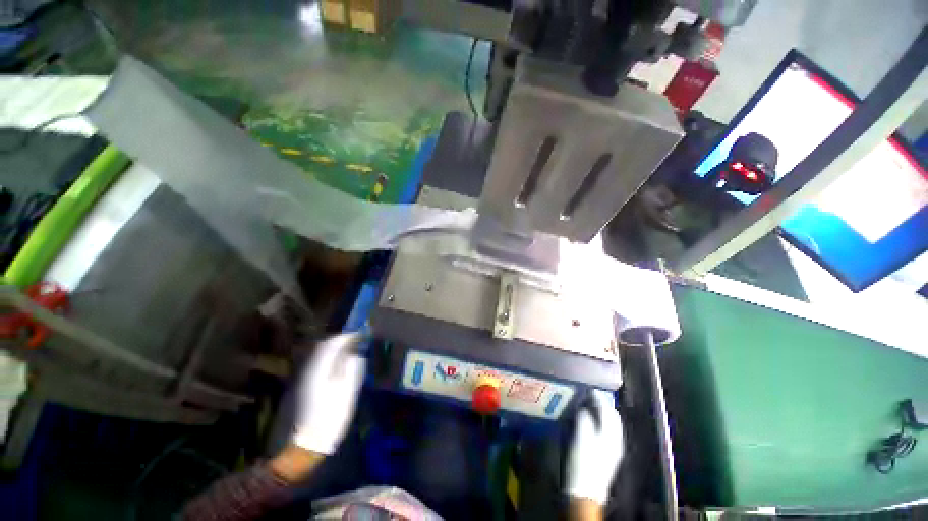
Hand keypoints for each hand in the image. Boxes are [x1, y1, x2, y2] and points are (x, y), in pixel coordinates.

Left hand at [291, 333, 365, 454]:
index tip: (359, 335)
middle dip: (339, 341)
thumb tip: (354, 354)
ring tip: (349, 350)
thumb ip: (351, 369)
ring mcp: (306, 378)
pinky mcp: (305, 386)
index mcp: (320, 370)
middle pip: (323, 347)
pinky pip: (318, 364)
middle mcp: (310, 370)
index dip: (346, 337)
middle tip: (355, 340)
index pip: (331, 345)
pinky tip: (338, 364)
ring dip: (334, 348)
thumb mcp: (347, 392)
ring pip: (319, 355)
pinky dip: (329, 358)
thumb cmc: (332, 416)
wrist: (309, 441)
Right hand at [566, 389, 624, 504]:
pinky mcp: (608, 454)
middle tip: (589, 395)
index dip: (598, 397)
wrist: (585, 492)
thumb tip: (584, 408)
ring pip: (611, 423)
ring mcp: (613, 447)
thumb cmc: (582, 463)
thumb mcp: (581, 438)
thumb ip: (584, 419)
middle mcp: (615, 439)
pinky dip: (601, 421)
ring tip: (589, 405)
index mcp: (610, 434)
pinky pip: (608, 430)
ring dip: (602, 412)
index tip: (588, 388)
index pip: (608, 409)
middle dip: (603, 403)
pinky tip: (591, 421)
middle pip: (613, 416)